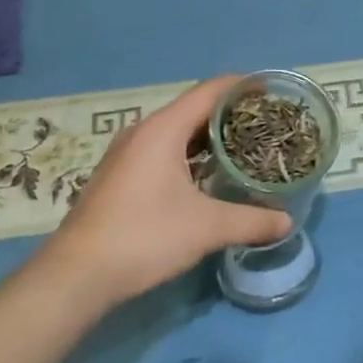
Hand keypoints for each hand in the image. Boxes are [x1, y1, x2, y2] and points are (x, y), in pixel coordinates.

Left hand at [46, 75, 293, 308]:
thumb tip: (287, 222)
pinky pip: (162, 149)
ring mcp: (127, 152)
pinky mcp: (119, 174)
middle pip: (194, 108)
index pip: (211, 91)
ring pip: (177, 131)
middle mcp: (143, 130)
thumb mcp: (205, 228)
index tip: (272, 93)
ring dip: (208, 137)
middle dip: (230, 114)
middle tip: (265, 126)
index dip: (243, 87)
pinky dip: (189, 154)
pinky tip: (206, 176)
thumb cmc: (143, 237)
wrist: (75, 276)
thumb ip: (250, 221)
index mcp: (163, 129)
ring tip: (242, 149)